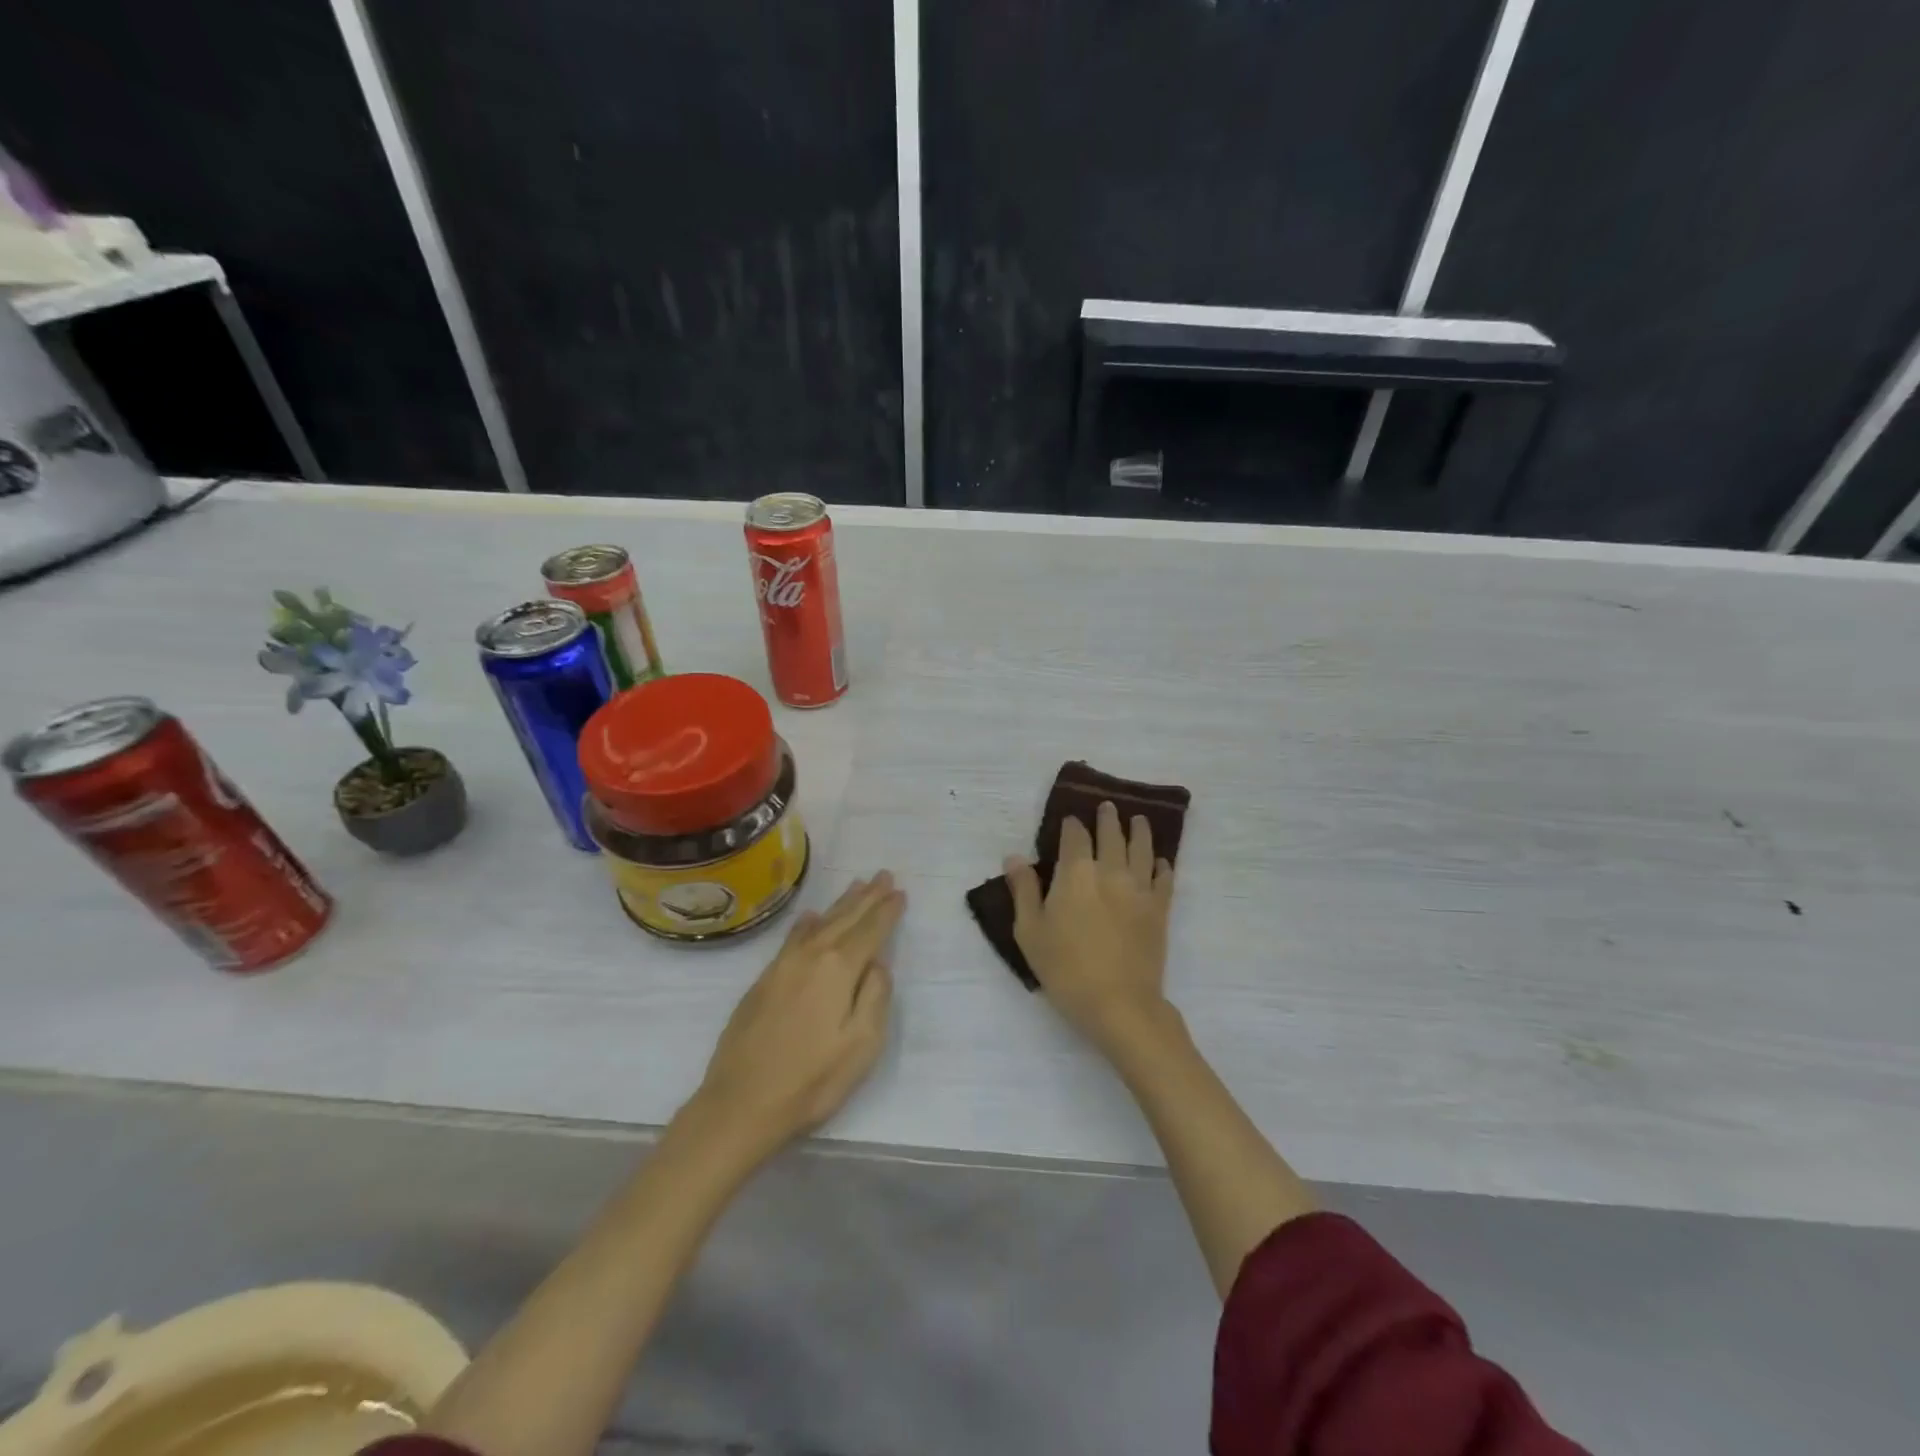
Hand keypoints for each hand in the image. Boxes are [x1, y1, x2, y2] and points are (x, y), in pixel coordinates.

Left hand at [691, 871, 903, 1158]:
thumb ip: (875, 997)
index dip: (886, 911)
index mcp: (838, 968)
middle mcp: (810, 956)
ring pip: (819, 924)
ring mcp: (782, 966)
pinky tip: (809, 917)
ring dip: (840, 904)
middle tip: (883, 875)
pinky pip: (792, 938)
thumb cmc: (811, 1080)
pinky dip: (806, 924)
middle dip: (867, 897)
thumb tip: (877, 964)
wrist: (740, 1104)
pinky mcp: (763, 981)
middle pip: (844, 919)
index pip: (870, 931)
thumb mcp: (861, 1045)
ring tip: (856, 885)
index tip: (900, 892)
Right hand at [1006, 801, 1175, 1057]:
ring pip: (1142, 849)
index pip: (1075, 835)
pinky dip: (1163, 865)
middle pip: (1112, 834)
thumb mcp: (1030, 931)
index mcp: (1076, 873)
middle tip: (1108, 807)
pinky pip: (1164, 878)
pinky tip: (1161, 861)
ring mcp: (1139, 889)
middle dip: (1108, 818)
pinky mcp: (1159, 909)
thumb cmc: (1065, 968)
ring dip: (1139, 831)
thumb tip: (1014, 857)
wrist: (1119, 1003)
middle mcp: (1110, 870)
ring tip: (1139, 820)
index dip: (1072, 825)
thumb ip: (1023, 890)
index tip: (1071, 820)